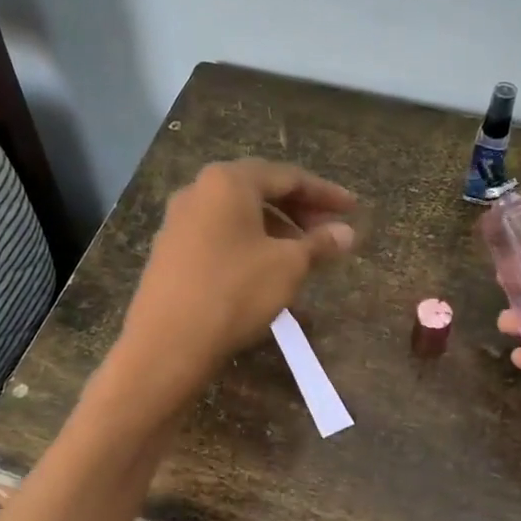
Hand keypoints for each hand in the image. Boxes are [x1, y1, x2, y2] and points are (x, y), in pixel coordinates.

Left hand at [119, 159, 356, 393]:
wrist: (167, 343)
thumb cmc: (235, 292)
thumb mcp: (288, 266)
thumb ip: (319, 243)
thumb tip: (347, 233)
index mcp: (228, 181)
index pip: (288, 176)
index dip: (325, 193)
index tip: (353, 210)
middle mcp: (198, 190)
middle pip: (260, 191)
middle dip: (299, 210)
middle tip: (330, 233)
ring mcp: (178, 221)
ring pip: (238, 215)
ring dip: (275, 229)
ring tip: (302, 255)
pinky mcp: (169, 250)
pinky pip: (219, 235)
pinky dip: (248, 243)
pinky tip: (265, 270)